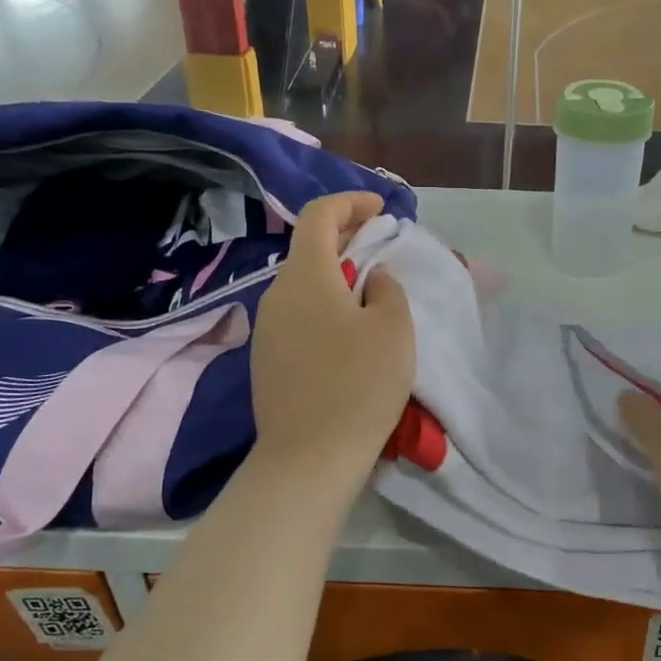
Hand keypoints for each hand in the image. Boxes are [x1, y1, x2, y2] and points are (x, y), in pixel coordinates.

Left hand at [250, 193, 414, 474]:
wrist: (309, 457)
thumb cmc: (359, 385)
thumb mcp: (394, 328)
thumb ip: (387, 289)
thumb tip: (371, 280)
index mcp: (306, 276)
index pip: (319, 215)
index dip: (350, 203)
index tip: (381, 211)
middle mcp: (277, 293)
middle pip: (308, 248)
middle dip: (347, 238)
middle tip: (382, 247)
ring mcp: (266, 327)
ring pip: (303, 283)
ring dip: (336, 274)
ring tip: (370, 290)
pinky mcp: (266, 358)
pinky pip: (297, 314)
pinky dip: (324, 304)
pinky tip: (347, 330)